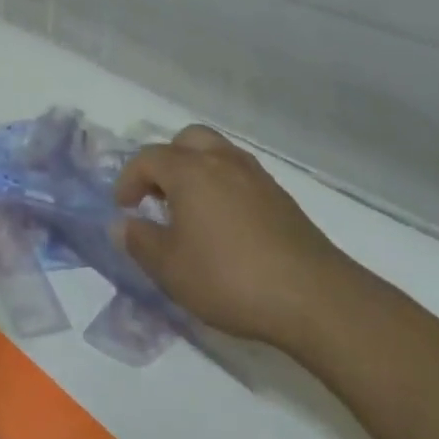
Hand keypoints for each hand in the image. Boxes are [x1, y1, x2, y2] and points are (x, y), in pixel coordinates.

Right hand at [113, 125, 358, 349]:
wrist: (315, 298)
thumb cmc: (230, 278)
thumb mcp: (170, 268)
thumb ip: (139, 241)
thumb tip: (122, 224)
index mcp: (190, 171)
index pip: (148, 158)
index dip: (128, 180)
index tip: (124, 209)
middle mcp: (222, 161)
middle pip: (186, 140)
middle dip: (166, 162)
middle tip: (158, 196)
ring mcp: (256, 177)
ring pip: (218, 153)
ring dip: (197, 171)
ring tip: (190, 210)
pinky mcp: (282, 198)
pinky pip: (241, 175)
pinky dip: (224, 186)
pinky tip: (225, 225)